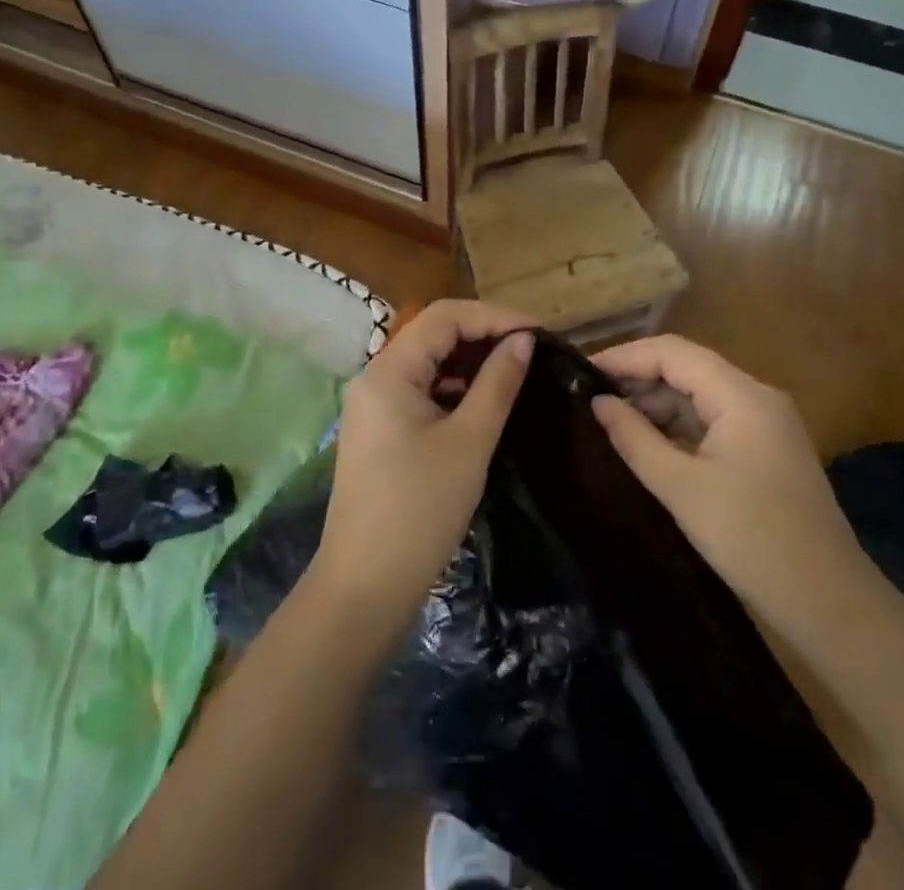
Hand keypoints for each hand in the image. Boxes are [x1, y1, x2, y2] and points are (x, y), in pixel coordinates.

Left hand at [309, 300, 533, 644]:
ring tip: (515, 371)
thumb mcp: (469, 442)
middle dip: (483, 335)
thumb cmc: (420, 510)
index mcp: (389, 371)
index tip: (538, 333)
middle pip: (433, 334)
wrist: (364, 586)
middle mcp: (375, 377)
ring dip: (469, 361)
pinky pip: (420, 390)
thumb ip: (497, 383)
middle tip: (531, 350)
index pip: (445, 316)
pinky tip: (483, 401)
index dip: (494, 316)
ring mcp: (373, 405)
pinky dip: (453, 388)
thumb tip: (524, 340)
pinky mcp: (379, 430)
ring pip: (428, 363)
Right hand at [590, 335, 868, 622]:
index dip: (625, 356)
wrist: (831, 606)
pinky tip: (647, 443)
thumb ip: (635, 438)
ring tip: (609, 421)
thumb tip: (598, 402)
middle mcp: (757, 397)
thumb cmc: (753, 540)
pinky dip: (679, 427)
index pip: (673, 352)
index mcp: (742, 396)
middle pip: (688, 369)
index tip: (582, 371)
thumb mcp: (682, 488)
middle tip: (589, 399)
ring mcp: (765, 424)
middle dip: (638, 379)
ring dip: (657, 404)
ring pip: (700, 395)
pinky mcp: (766, 451)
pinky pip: (713, 422)